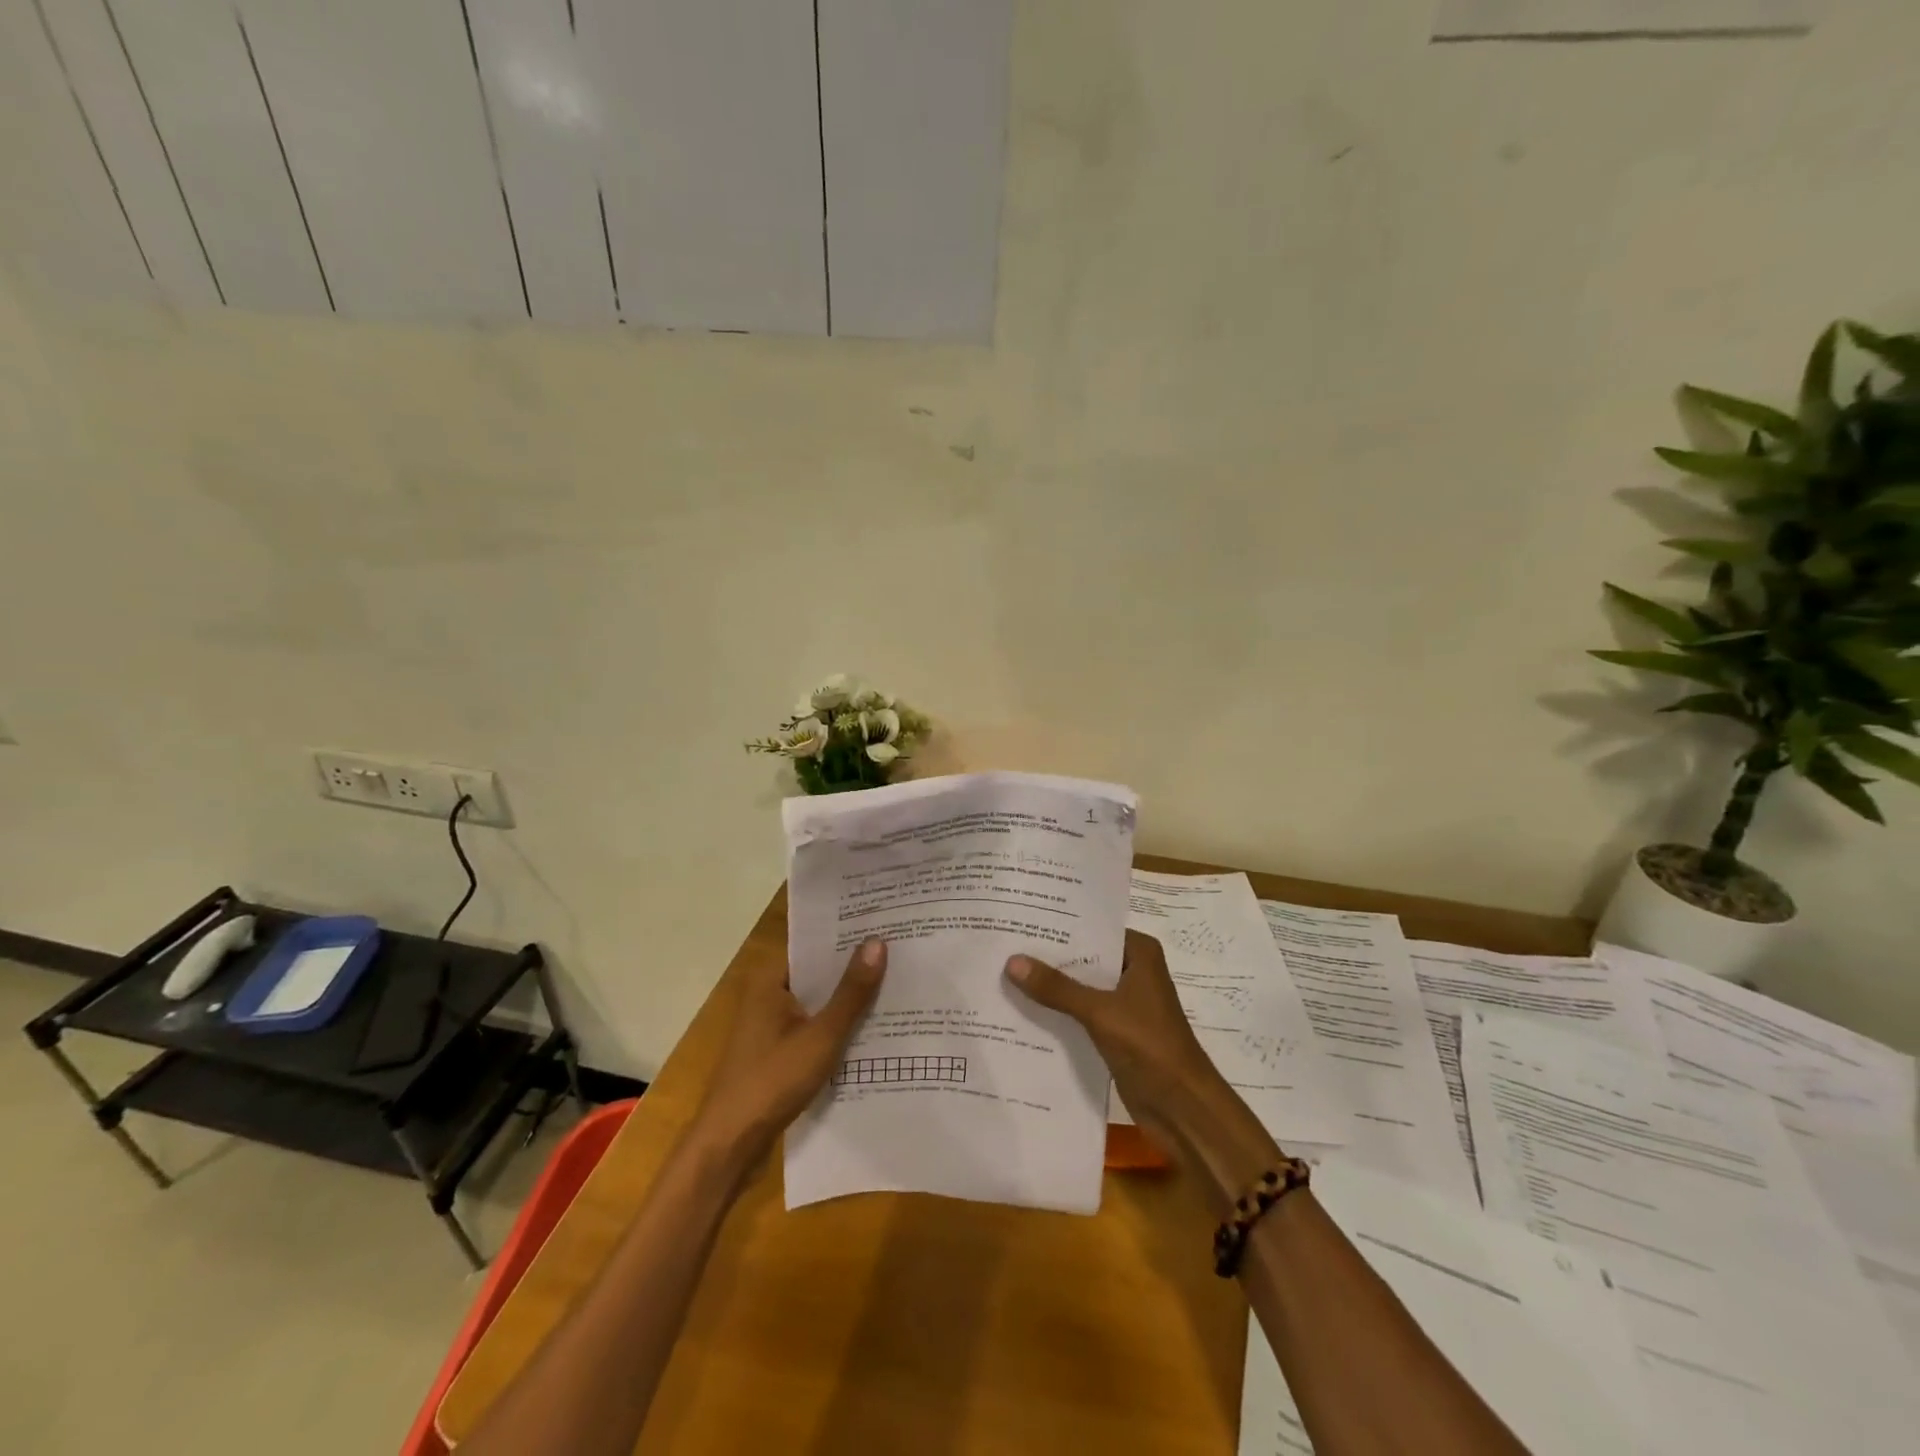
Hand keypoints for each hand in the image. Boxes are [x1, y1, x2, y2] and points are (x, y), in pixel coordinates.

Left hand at [694, 939, 886, 1166]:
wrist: (730, 1145)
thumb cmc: (772, 1081)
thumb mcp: (821, 1036)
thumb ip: (851, 992)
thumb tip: (878, 942)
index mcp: (770, 980)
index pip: (815, 946)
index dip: (849, 939)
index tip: (887, 930)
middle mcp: (767, 995)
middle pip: (817, 974)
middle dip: (854, 971)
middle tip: (900, 958)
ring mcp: (770, 1026)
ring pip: (817, 1003)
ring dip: (847, 1002)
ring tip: (895, 989)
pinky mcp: (776, 1052)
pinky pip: (812, 1027)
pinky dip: (836, 1027)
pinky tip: (871, 1031)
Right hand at [1005, 930, 1280, 1209]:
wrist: (1183, 1108)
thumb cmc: (1150, 1047)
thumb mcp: (1099, 1011)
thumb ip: (1056, 987)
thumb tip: (1011, 960)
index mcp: (1139, 953)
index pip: (1092, 927)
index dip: (1058, 923)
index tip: (1020, 916)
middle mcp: (1133, 971)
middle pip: (1084, 956)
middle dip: (1048, 955)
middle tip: (1003, 942)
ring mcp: (1124, 1002)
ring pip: (1080, 986)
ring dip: (1050, 985)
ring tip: (1003, 971)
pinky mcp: (1116, 1031)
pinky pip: (1080, 1012)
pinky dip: (1058, 1011)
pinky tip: (1021, 1008)